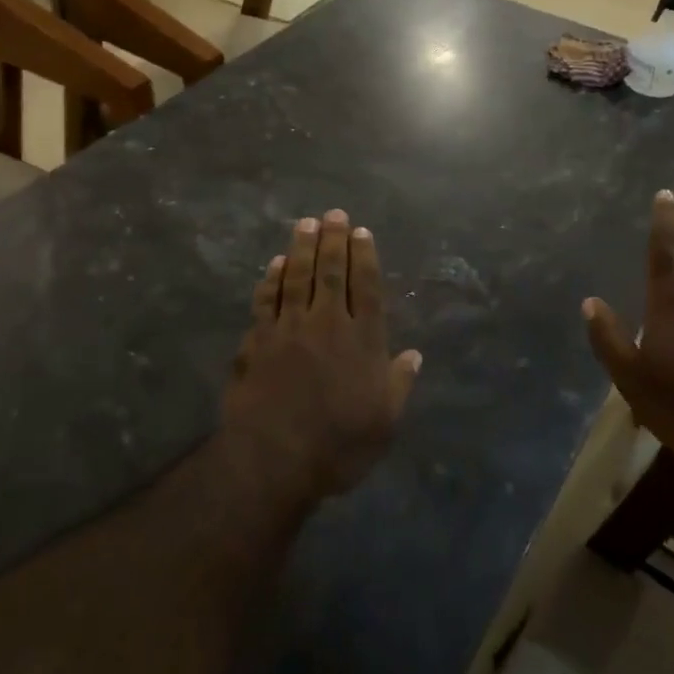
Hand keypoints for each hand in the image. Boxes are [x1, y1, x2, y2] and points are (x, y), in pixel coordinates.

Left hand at [222, 211, 421, 499]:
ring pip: (297, 277)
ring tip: (305, 223)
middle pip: (331, 272)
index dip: (365, 256)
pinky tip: (275, 264)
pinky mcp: (258, 341)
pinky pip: (266, 300)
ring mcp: (289, 329)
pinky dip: (271, 279)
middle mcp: (327, 324)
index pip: (366, 287)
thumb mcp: (384, 423)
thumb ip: (399, 384)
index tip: (362, 231)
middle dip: (334, 240)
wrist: (273, 460)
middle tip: (334, 213)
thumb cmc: (338, 446)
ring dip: (302, 247)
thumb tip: (415, 355)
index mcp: (362, 340)